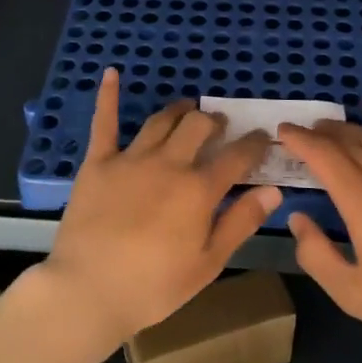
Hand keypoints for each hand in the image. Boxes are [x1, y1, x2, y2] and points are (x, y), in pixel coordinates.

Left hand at [34, 68, 278, 343]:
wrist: (89, 289)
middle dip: (214, 122)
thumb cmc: (153, 286)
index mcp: (198, 190)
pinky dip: (108, 96)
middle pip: (198, 126)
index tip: (262, 138)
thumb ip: (240, 222)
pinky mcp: (99, 162)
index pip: (236, 157)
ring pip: (161, 121)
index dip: (254, 144)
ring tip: (188, 108)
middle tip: (219, 127)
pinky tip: (111, 73)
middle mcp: (169, 164)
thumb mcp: (208, 263)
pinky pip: (105, 123)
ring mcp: (131, 159)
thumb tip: (273, 190)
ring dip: (179, 111)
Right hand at [279, 96, 361, 361]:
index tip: (282, 132)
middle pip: (347, 141)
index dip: (300, 140)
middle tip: (301, 133)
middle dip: (319, 133)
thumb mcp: (354, 295)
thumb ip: (317, 255)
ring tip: (327, 126)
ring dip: (346, 128)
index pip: (324, 156)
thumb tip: (298, 218)